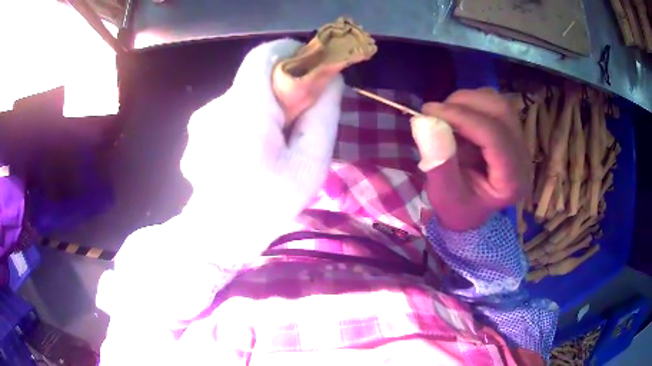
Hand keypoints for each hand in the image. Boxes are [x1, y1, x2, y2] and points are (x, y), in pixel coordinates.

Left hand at [180, 39, 343, 255]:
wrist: (216, 239)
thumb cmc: (267, 206)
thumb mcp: (310, 165)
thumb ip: (323, 115)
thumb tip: (331, 80)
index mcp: (244, 112)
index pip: (263, 56)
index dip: (289, 53)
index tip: (309, 68)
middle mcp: (215, 109)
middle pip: (254, 80)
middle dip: (280, 90)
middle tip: (297, 121)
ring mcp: (200, 122)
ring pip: (241, 99)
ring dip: (262, 111)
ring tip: (272, 147)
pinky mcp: (195, 134)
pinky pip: (227, 115)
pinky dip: (244, 123)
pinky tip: (248, 154)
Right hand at [419, 88, 529, 230]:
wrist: (469, 209)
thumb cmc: (458, 208)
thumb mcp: (444, 195)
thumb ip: (438, 162)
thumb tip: (425, 122)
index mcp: (512, 179)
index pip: (494, 136)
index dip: (462, 118)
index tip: (428, 112)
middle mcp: (522, 155)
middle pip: (500, 111)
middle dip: (464, 104)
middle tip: (434, 113)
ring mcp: (518, 139)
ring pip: (496, 101)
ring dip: (466, 101)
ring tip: (444, 117)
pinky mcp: (509, 129)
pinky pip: (491, 103)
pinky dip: (469, 103)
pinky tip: (456, 119)